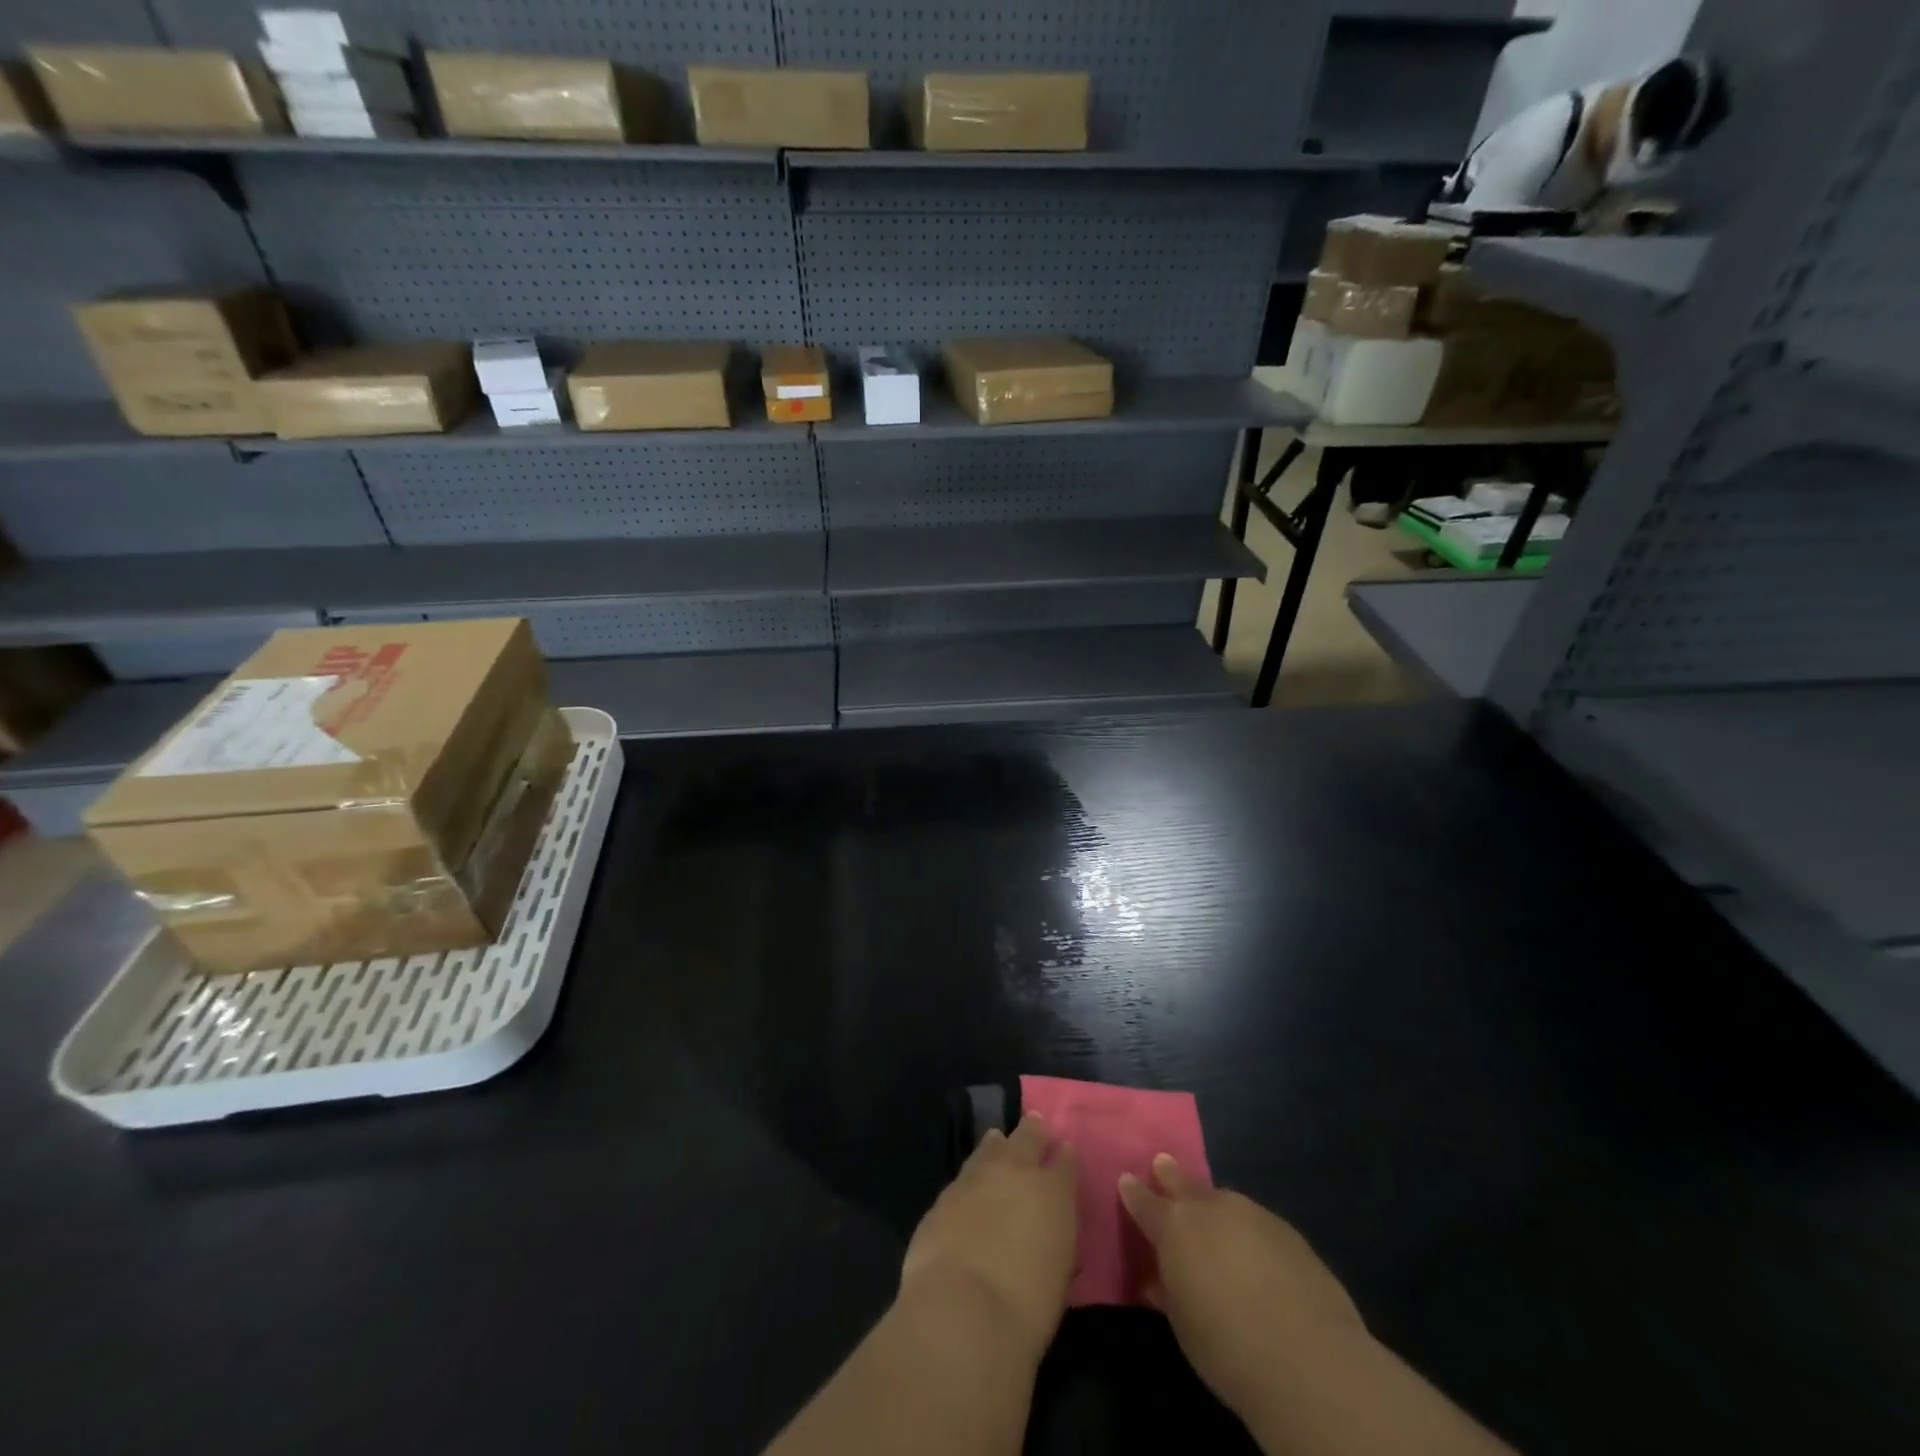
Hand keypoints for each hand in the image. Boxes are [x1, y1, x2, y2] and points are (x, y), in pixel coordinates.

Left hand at [900, 1112, 1078, 1362]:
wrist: (962, 1310)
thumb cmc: (1026, 1308)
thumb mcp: (1057, 1278)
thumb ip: (1056, 1244)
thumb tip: (1050, 1236)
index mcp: (1054, 1193)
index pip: (1065, 1162)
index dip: (1065, 1156)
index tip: (1065, 1149)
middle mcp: (1017, 1172)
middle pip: (1028, 1137)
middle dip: (1033, 1131)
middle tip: (1035, 1124)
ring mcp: (977, 1177)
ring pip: (991, 1146)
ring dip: (997, 1145)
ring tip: (998, 1140)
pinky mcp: (946, 1193)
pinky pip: (965, 1174)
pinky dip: (972, 1174)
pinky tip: (971, 1181)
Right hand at [1120, 1154, 1364, 1417]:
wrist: (1308, 1359)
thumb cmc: (1227, 1347)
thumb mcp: (1183, 1324)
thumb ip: (1168, 1291)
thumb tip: (1158, 1280)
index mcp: (1174, 1226)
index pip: (1144, 1201)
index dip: (1133, 1192)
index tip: (1126, 1180)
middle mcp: (1210, 1208)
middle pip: (1183, 1182)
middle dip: (1170, 1175)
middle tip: (1162, 1164)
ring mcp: (1251, 1213)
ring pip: (1223, 1200)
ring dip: (1213, 1206)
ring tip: (1212, 1220)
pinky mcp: (1288, 1231)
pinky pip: (1256, 1222)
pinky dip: (1247, 1230)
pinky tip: (1255, 1253)